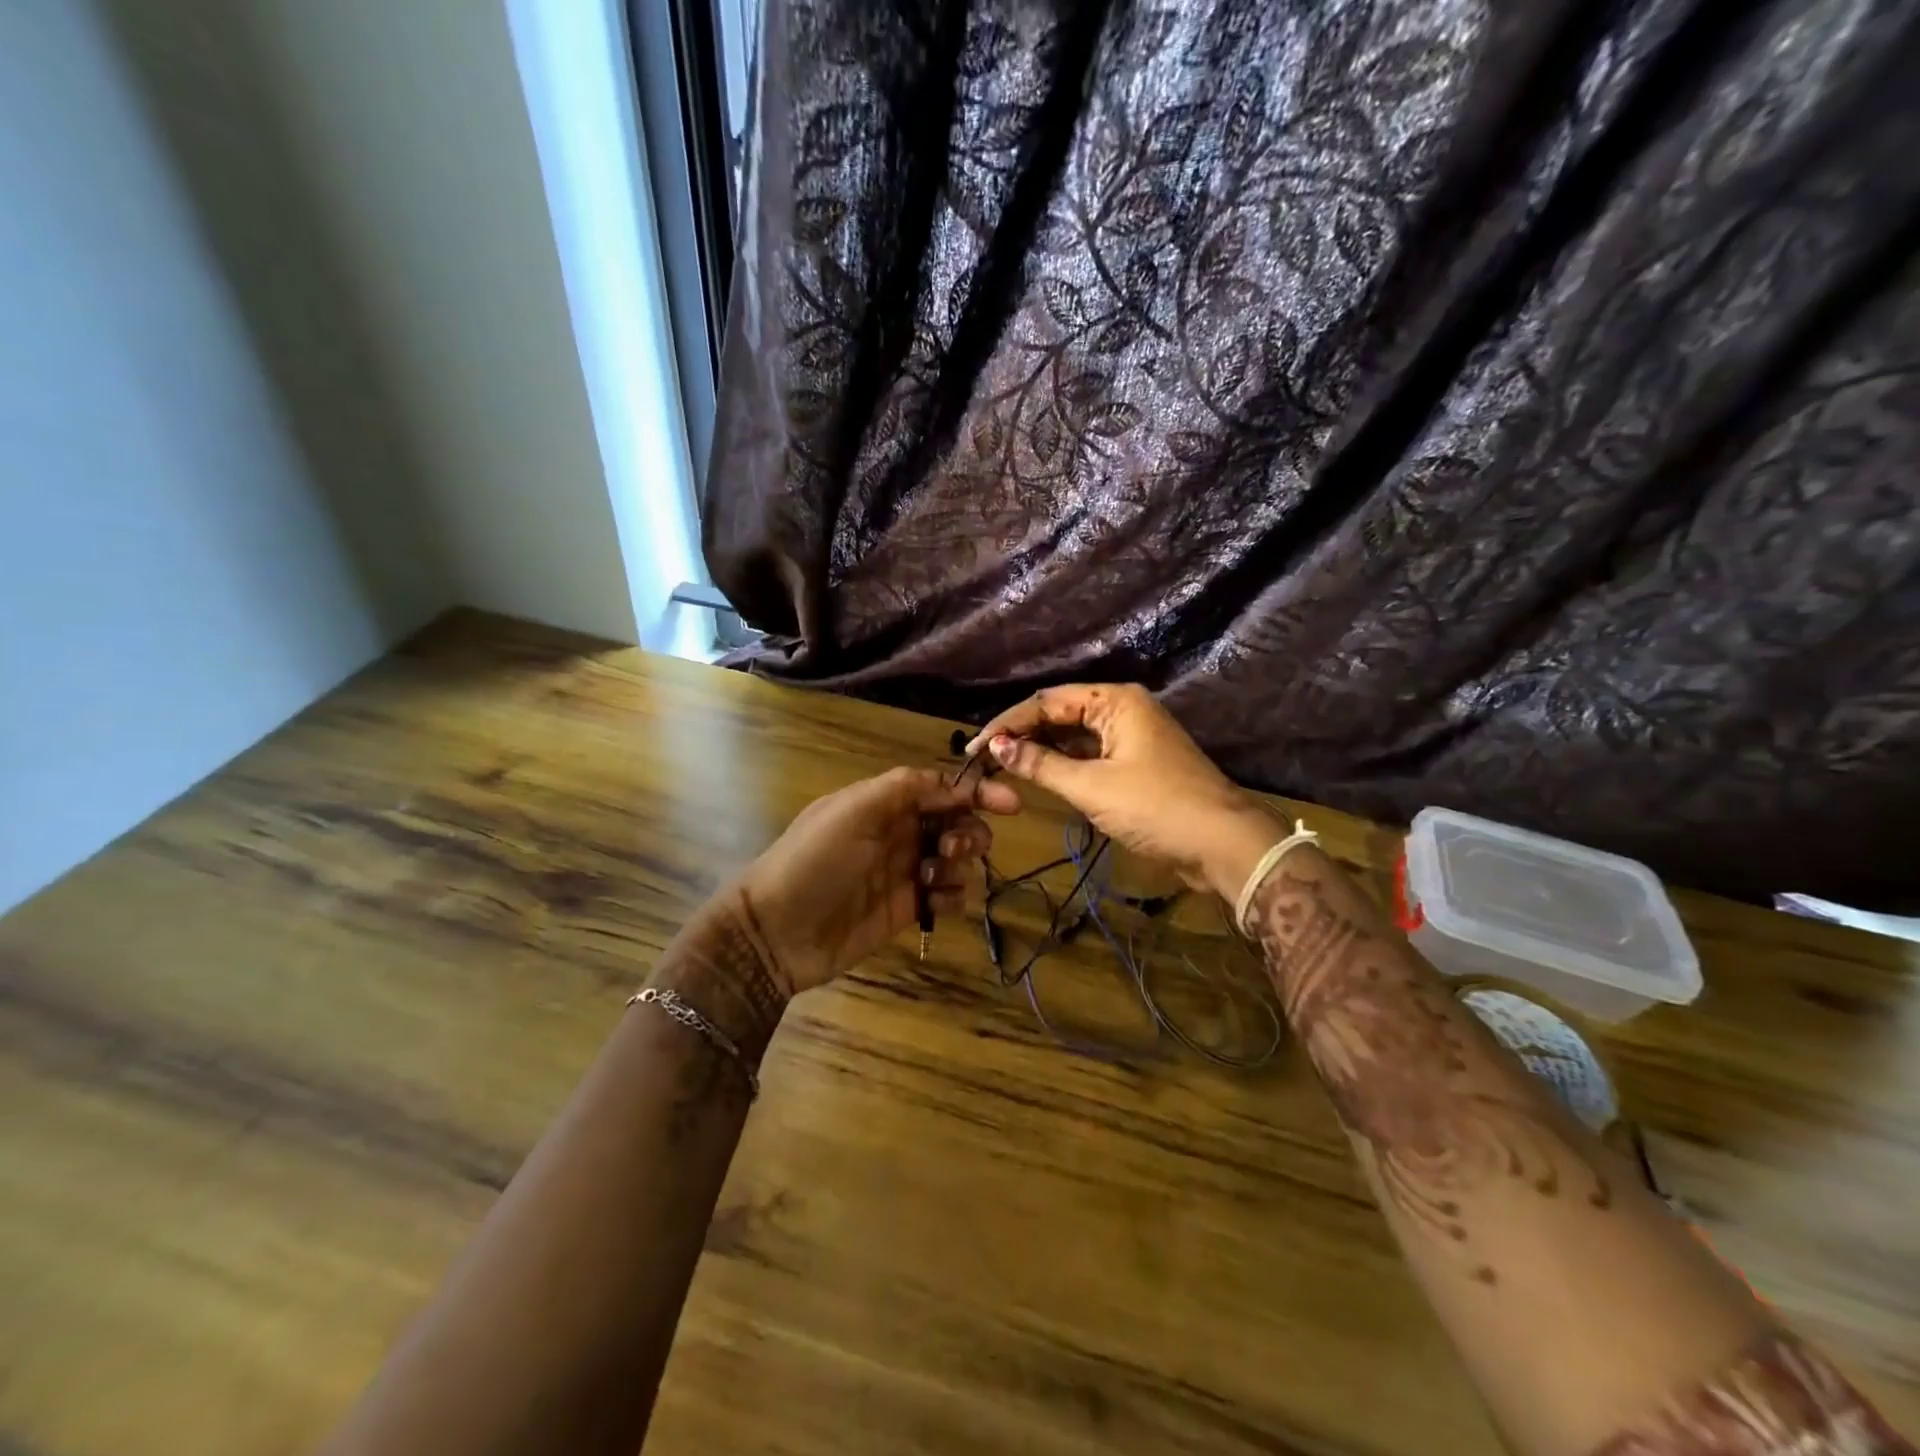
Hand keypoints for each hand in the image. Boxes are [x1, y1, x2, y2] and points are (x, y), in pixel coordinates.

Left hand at [738, 767, 1018, 993]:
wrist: (777, 931)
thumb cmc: (815, 860)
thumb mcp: (854, 810)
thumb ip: (906, 787)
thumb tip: (954, 784)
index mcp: (884, 802)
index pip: (941, 789)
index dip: (977, 792)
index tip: (1012, 805)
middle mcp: (898, 833)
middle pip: (956, 822)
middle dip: (967, 830)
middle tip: (950, 847)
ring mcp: (904, 872)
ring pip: (957, 859)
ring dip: (958, 863)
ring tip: (930, 876)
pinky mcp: (907, 909)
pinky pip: (948, 895)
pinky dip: (952, 895)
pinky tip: (934, 901)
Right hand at [967, 685, 1278, 899]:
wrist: (1224, 843)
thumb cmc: (1155, 807)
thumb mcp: (1091, 787)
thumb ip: (1040, 764)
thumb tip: (996, 746)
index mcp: (1114, 700)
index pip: (1047, 701)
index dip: (1008, 724)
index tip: (975, 748)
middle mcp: (1123, 708)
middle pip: (1061, 713)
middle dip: (1022, 733)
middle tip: (985, 759)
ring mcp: (1133, 735)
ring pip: (1075, 734)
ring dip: (1042, 748)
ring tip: (1004, 766)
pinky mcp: (1138, 761)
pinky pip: (1091, 753)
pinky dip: (1065, 763)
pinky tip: (1040, 774)